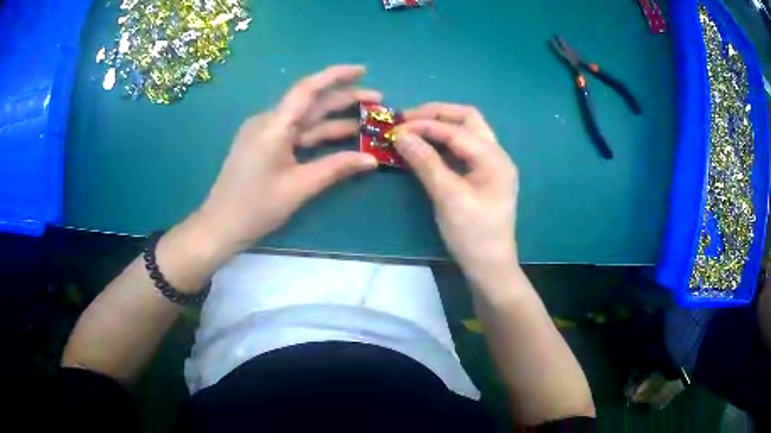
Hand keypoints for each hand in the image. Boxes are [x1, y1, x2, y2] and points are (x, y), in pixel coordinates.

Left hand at [192, 65, 379, 256]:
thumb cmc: (256, 207)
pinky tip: (339, 136)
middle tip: (377, 101)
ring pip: (305, 120)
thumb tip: (371, 159)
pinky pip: (296, 133)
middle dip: (344, 99)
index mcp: (273, 126)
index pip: (308, 89)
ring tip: (366, 120)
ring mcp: (264, 133)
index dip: (336, 76)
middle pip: (310, 103)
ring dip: (334, 119)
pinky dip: (318, 134)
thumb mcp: (299, 187)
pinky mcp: (264, 145)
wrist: (221, 226)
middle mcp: (268, 122)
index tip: (363, 71)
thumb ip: (336, 168)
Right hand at [395, 103, 518, 283]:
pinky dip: (443, 143)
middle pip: (467, 119)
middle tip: (407, 120)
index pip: (456, 130)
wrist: (489, 267)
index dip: (425, 125)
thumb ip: (426, 163)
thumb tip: (401, 135)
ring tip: (413, 128)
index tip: (395, 128)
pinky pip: (462, 148)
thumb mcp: (448, 198)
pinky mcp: (481, 175)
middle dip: (436, 114)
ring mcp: (490, 165)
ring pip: (466, 131)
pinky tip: (425, 147)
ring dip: (440, 125)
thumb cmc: (473, 235)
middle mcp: (496, 155)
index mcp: (494, 159)